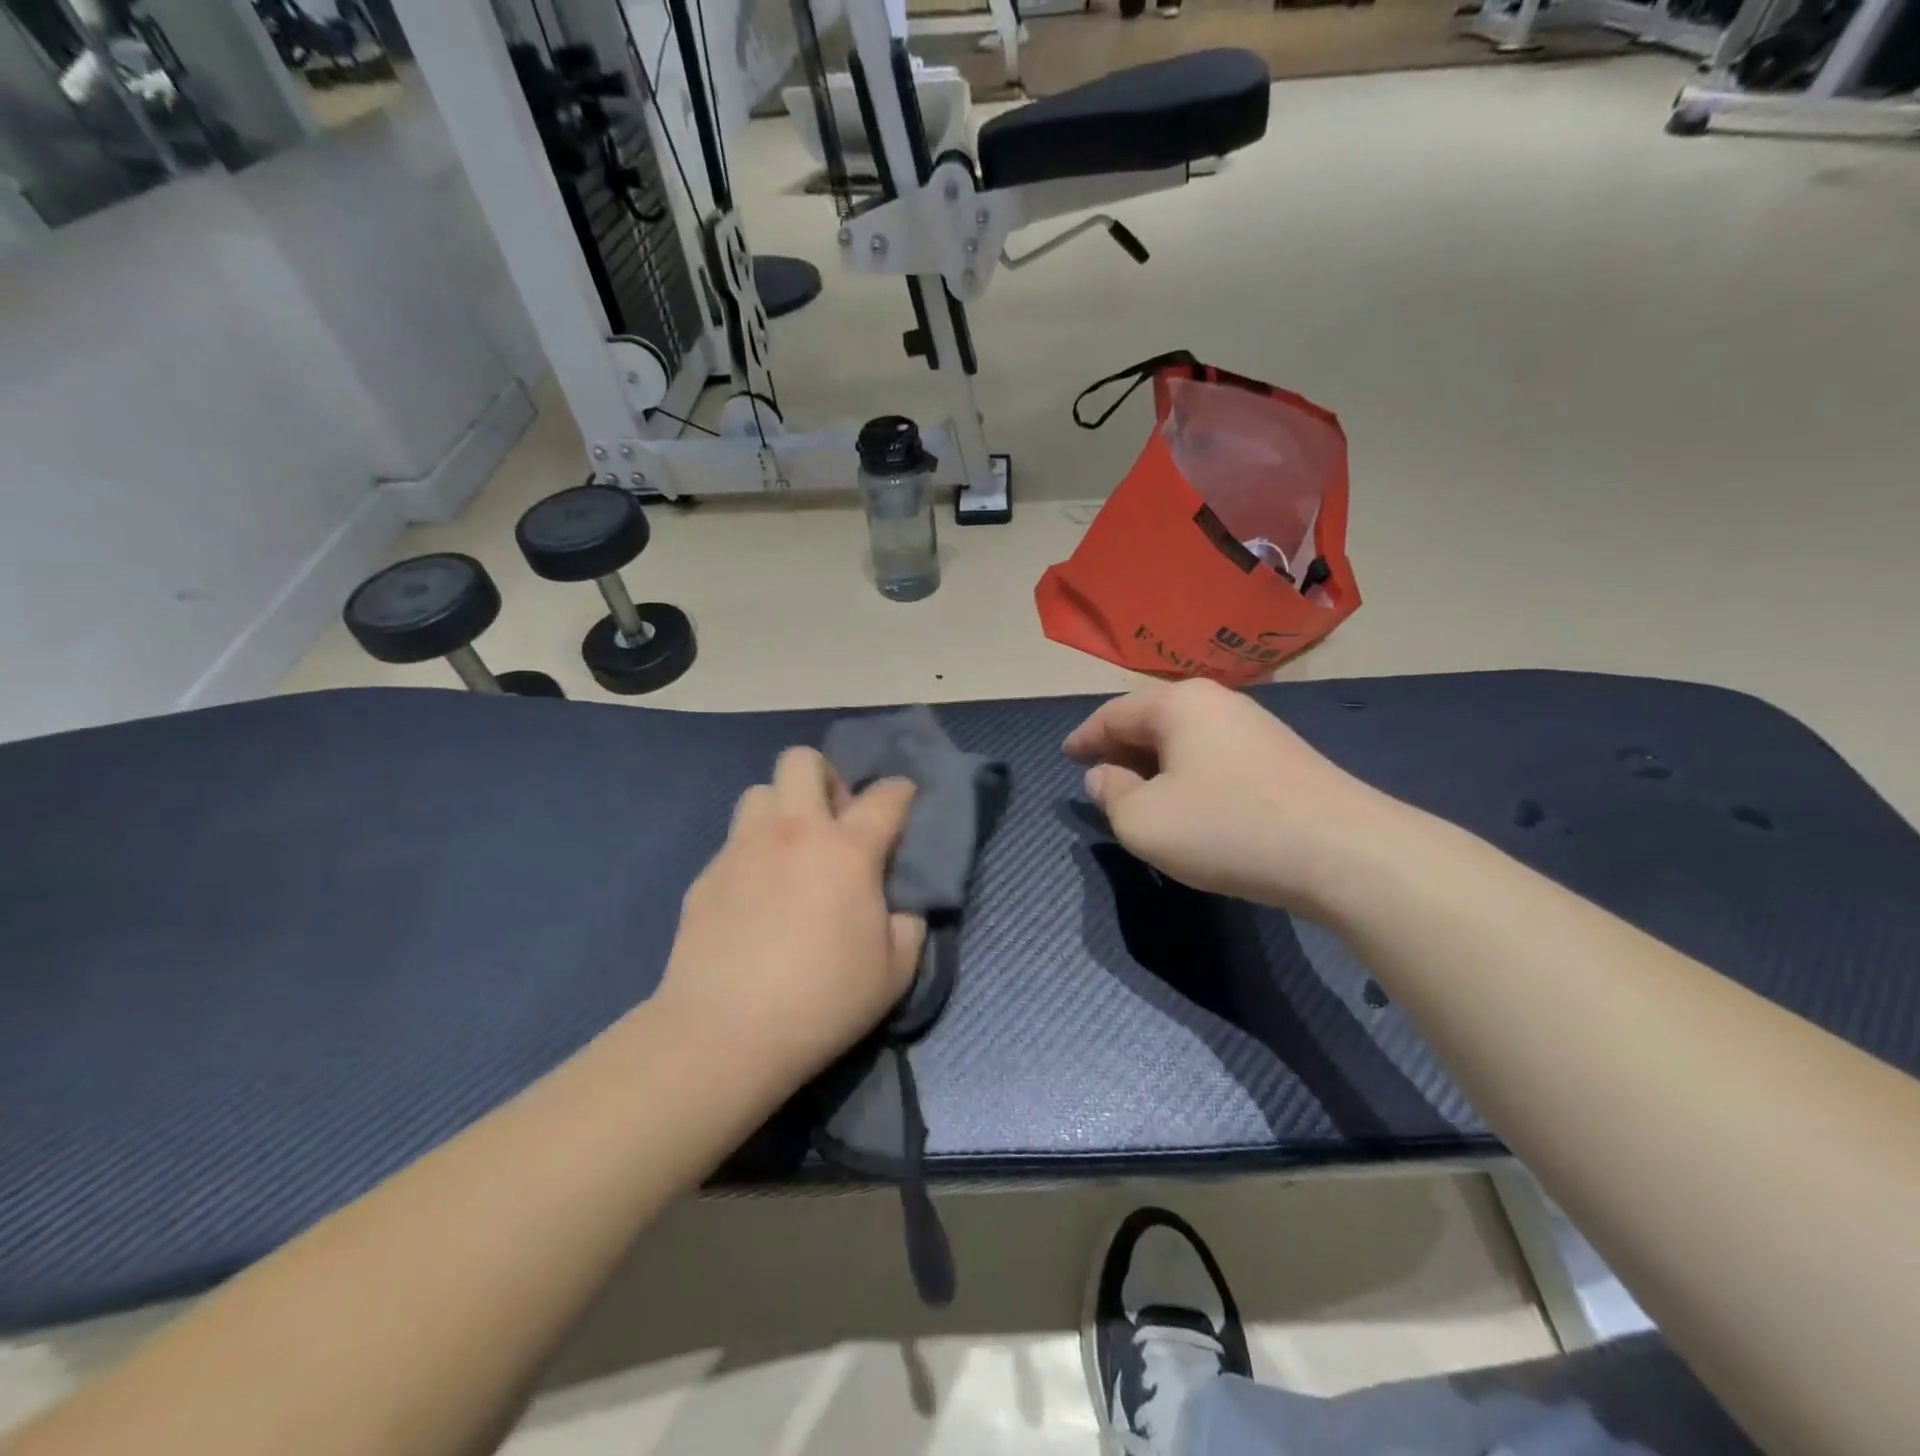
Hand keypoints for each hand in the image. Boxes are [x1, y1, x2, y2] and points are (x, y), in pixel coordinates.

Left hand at [655, 749, 923, 1094]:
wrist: (725, 1033)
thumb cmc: (822, 1001)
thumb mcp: (894, 973)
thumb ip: (907, 928)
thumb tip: (899, 910)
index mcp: (847, 850)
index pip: (886, 796)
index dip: (901, 792)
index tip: (904, 801)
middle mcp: (794, 832)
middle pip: (802, 761)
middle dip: (825, 778)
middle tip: (834, 824)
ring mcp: (743, 849)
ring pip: (759, 792)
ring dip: (782, 810)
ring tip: (789, 852)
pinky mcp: (706, 875)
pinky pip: (733, 842)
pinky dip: (752, 854)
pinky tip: (754, 898)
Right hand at [1064, 679, 1396, 916]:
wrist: (1344, 852)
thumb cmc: (1226, 827)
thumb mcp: (1143, 821)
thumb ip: (1110, 795)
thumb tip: (1104, 777)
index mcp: (1178, 704)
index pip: (1114, 714)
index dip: (1084, 737)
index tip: (1066, 757)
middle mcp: (1218, 704)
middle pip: (1152, 722)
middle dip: (1121, 751)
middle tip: (1099, 781)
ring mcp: (1256, 730)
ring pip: (1186, 742)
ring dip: (1156, 768)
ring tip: (1140, 799)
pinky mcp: (1283, 760)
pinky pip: (1215, 760)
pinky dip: (1189, 779)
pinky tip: (1191, 809)